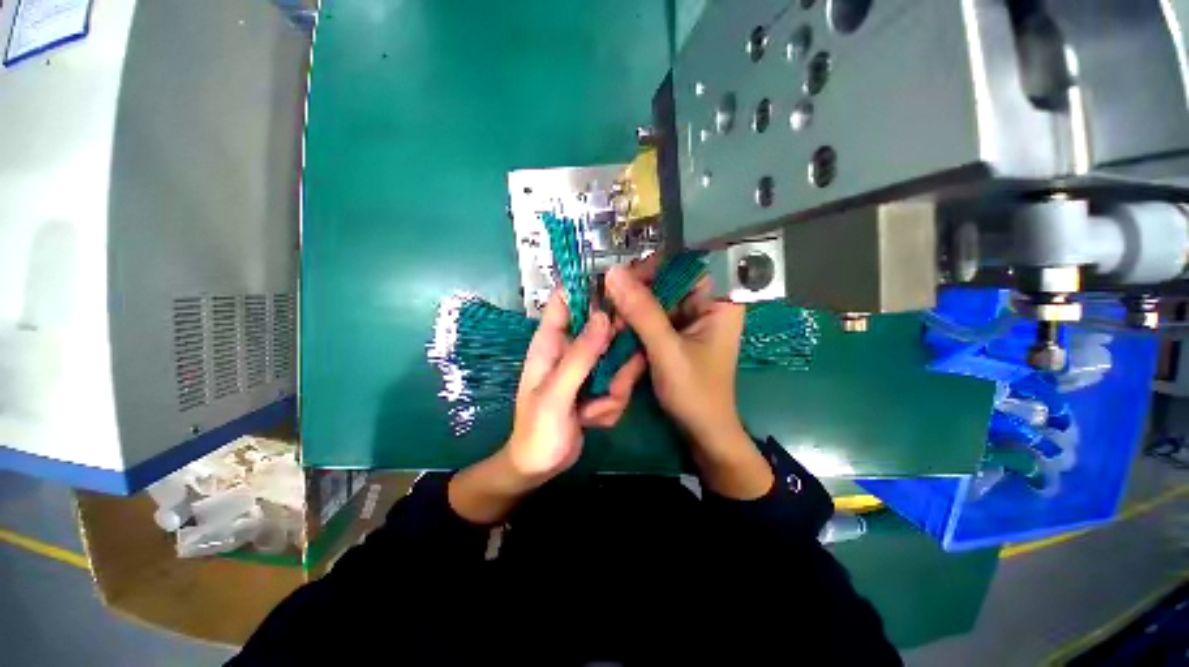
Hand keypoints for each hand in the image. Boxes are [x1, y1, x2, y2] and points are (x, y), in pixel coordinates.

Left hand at [449, 291, 645, 522]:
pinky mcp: (600, 384)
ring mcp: (588, 367)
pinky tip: (592, 420)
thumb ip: (580, 356)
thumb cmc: (538, 430)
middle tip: (613, 380)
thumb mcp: (556, 393)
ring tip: (593, 412)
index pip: (565, 300)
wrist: (540, 467)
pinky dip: (611, 405)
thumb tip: (603, 317)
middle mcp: (571, 348)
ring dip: (615, 388)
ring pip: (618, 359)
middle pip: (604, 328)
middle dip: (616, 355)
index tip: (619, 297)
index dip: (590, 290)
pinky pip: (620, 382)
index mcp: (550, 342)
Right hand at [604, 265, 772, 498]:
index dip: (652, 269)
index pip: (683, 266)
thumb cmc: (695, 393)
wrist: (702, 432)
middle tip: (611, 309)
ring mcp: (690, 320)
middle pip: (666, 282)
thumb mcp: (667, 351)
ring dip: (631, 310)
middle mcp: (706, 305)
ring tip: (613, 326)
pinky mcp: (677, 334)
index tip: (620, 282)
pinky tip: (619, 332)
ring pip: (655, 300)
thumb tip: (612, 273)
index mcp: (718, 302)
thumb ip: (641, 312)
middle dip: (637, 294)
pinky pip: (652, 317)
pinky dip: (634, 323)